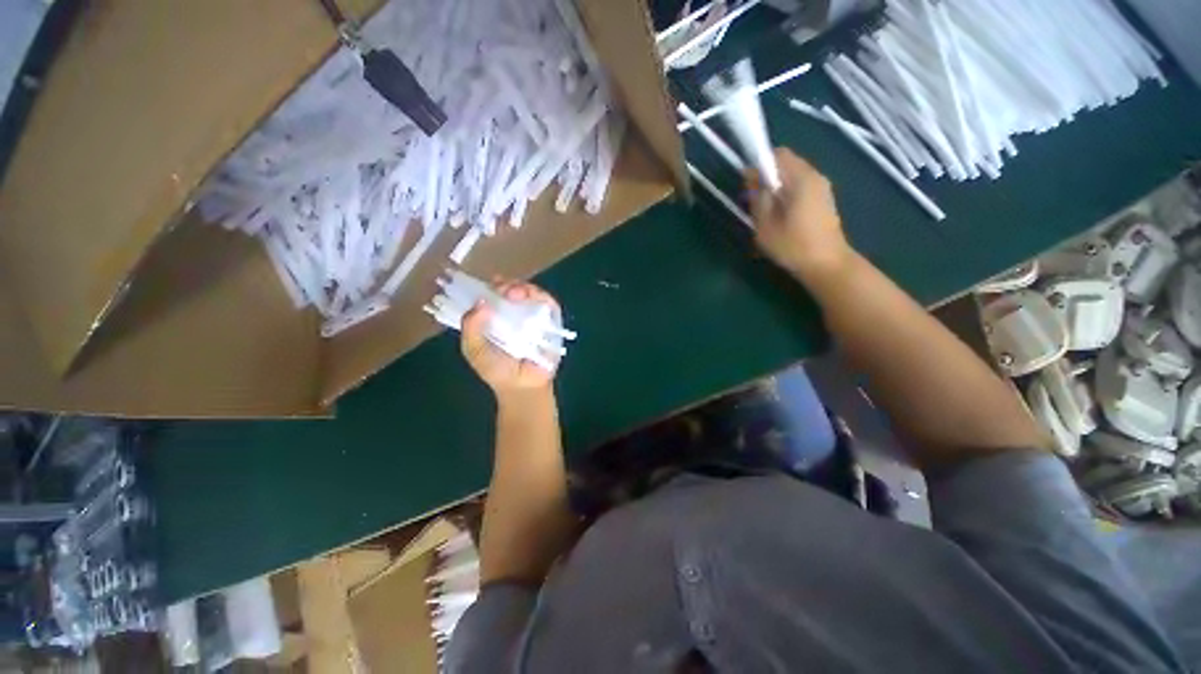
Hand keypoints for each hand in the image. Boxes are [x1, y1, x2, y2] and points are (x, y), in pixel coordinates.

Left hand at [461, 279, 559, 397]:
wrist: (521, 386)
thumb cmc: (496, 369)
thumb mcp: (473, 348)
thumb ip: (470, 327)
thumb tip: (481, 301)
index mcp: (496, 316)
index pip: (494, 293)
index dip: (491, 286)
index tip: (487, 285)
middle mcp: (516, 312)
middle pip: (513, 289)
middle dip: (506, 284)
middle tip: (501, 288)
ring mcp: (535, 316)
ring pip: (531, 292)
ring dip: (523, 287)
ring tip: (514, 293)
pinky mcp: (552, 321)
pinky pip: (549, 304)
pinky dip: (541, 297)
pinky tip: (531, 298)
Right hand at [749, 149, 854, 284]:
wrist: (827, 264)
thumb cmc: (793, 246)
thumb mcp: (765, 225)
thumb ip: (758, 198)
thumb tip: (754, 180)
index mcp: (801, 179)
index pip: (778, 155)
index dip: (759, 165)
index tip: (748, 185)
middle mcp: (815, 176)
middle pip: (786, 163)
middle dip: (767, 176)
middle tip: (754, 200)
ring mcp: (822, 187)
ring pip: (793, 175)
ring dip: (776, 186)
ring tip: (766, 210)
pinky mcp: (824, 199)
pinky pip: (801, 185)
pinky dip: (787, 193)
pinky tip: (780, 215)